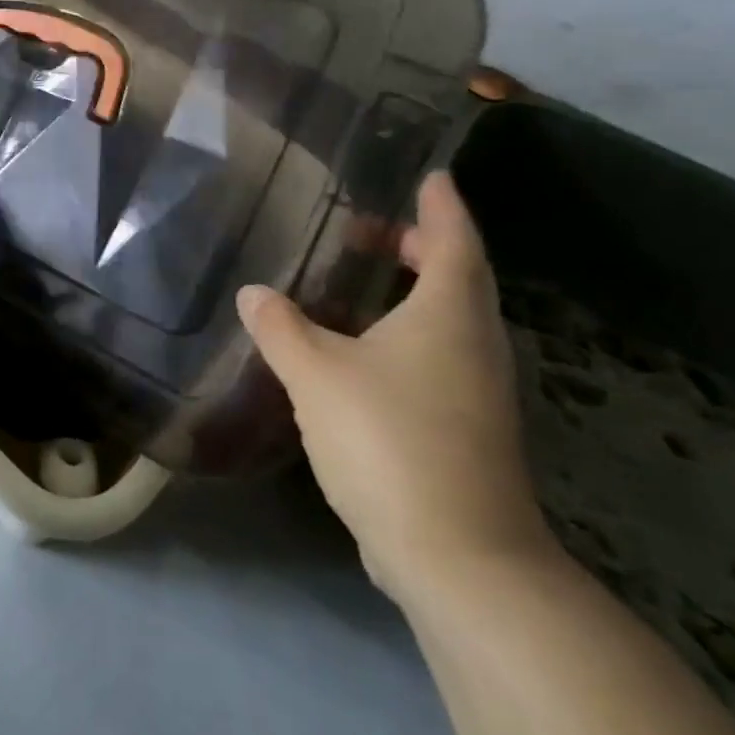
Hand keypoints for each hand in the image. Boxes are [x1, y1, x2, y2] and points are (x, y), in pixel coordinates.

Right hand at [237, 171, 551, 606]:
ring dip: (415, 294)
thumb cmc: (389, 441)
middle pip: (459, 279)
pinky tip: (366, 353)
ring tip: (363, 284)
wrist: (459, 557)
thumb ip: (281, 327)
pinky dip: (410, 336)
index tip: (432, 176)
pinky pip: (442, 359)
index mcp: (449, 316)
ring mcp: (479, 393)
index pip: (454, 241)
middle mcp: (475, 346)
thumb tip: (255, 293)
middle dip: (423, 247)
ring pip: (452, 322)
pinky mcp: (469, 430)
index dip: (442, 206)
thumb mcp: (317, 374)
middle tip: (373, 232)